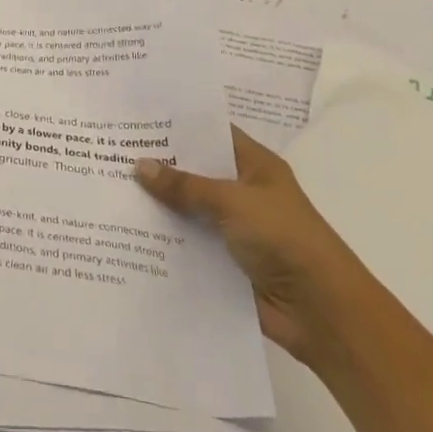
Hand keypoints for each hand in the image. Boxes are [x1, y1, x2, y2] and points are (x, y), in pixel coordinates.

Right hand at [135, 126, 371, 367]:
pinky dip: (165, 239)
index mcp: (255, 166)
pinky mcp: (225, 262)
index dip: (178, 125)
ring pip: (188, 209)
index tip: (137, 117)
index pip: (212, 133)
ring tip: (109, 187)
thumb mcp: (233, 202)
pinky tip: (128, 232)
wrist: (324, 314)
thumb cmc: (286, 240)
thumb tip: (139, 165)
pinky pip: (189, 243)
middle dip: (159, 164)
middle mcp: (244, 192)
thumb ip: (185, 186)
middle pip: (195, 171)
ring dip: (158, 204)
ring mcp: (234, 228)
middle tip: (111, 149)